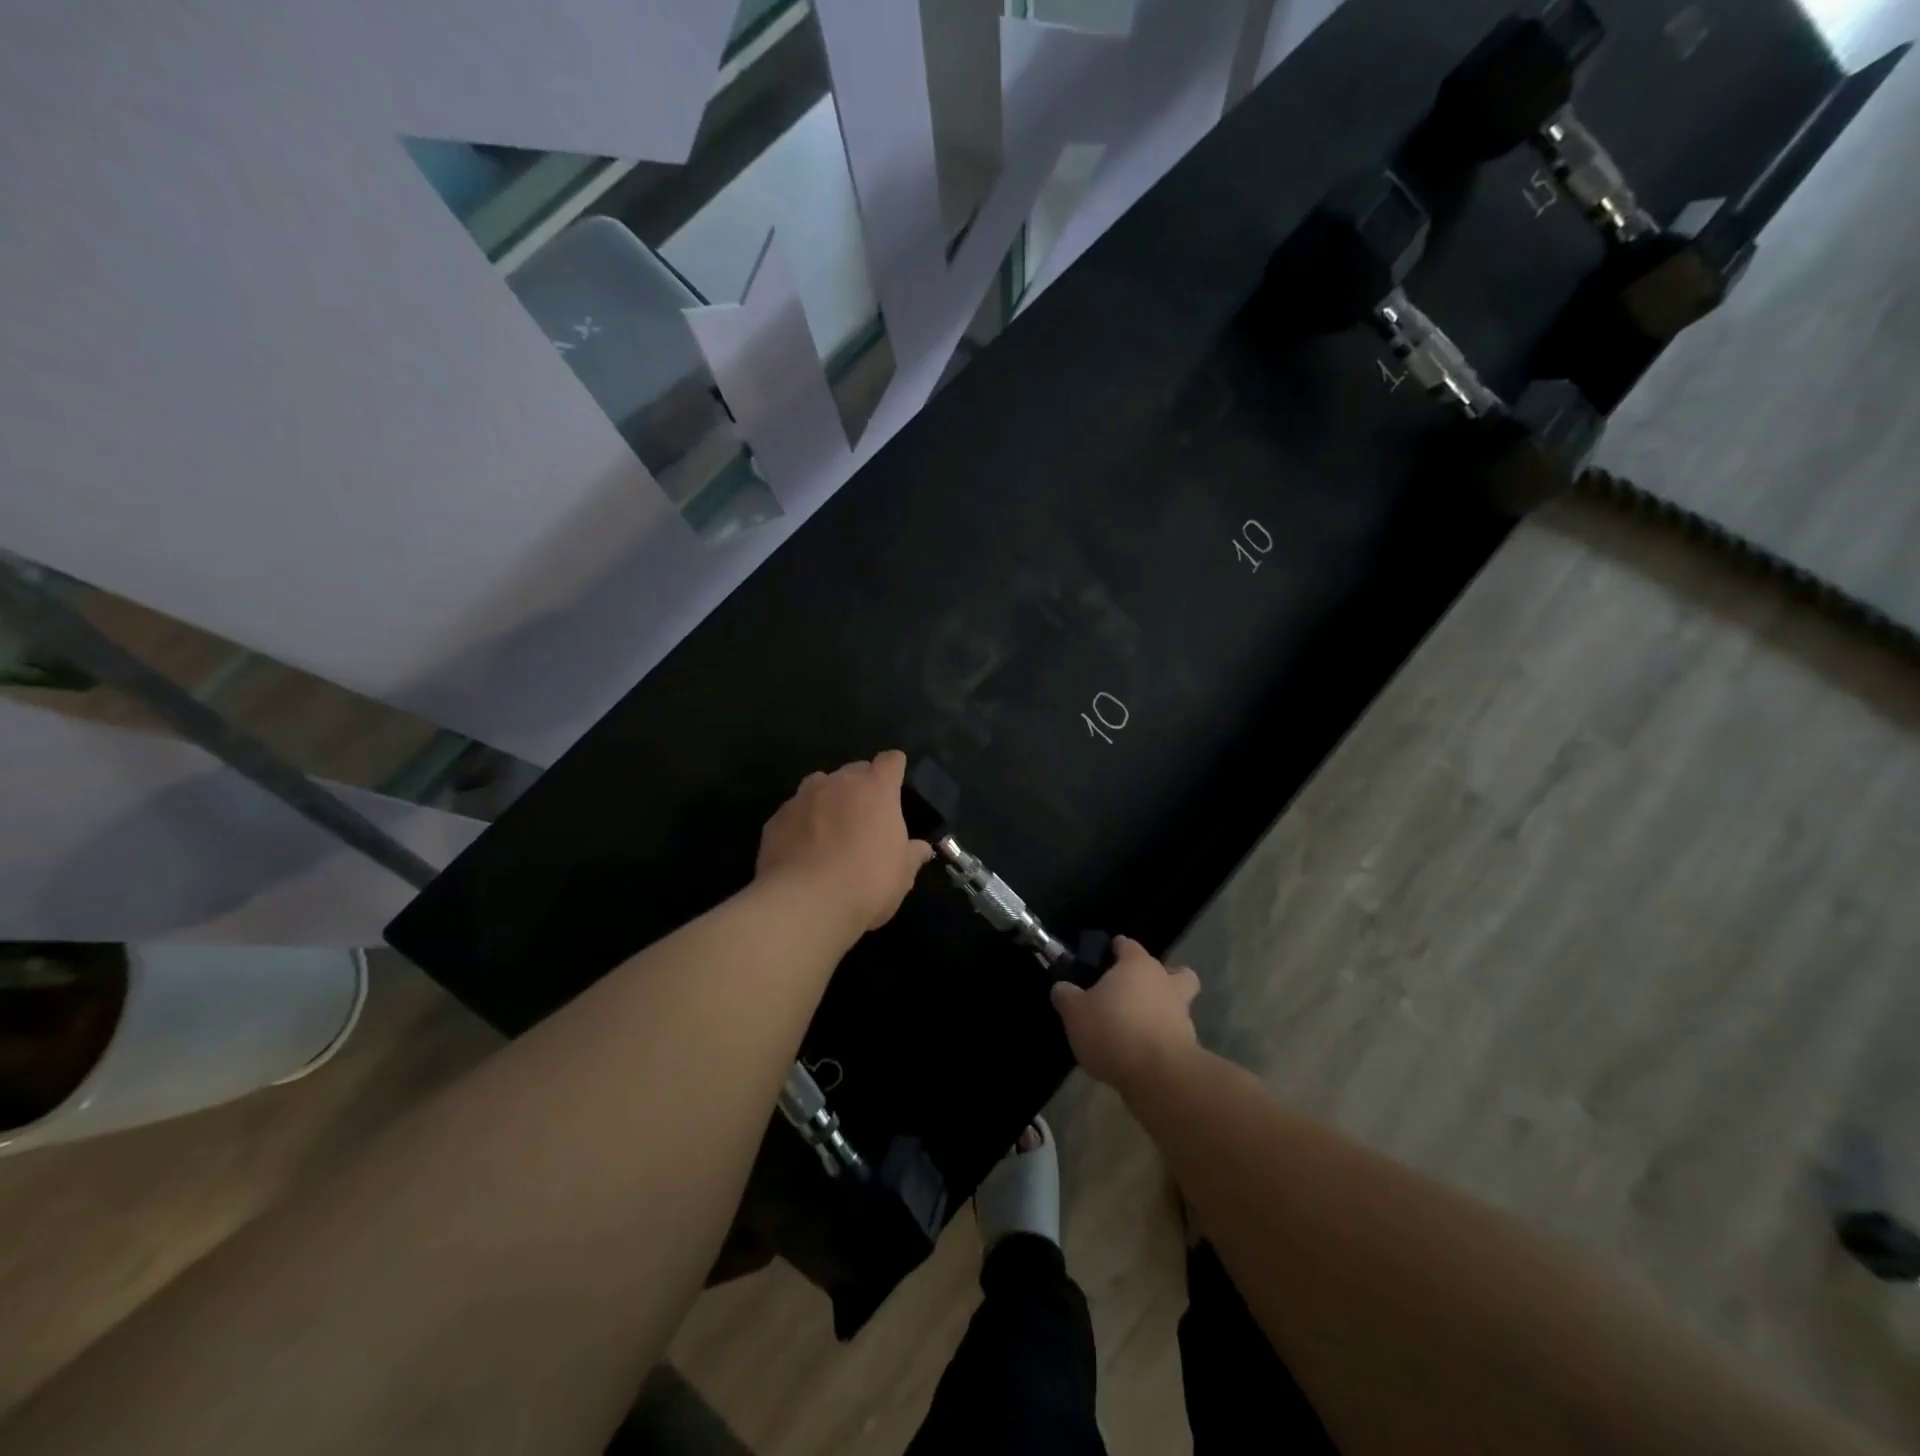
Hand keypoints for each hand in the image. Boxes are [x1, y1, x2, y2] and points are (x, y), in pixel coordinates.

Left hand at [756, 751, 933, 933]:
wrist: (805, 903)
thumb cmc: (867, 883)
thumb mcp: (902, 875)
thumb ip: (912, 855)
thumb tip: (921, 849)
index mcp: (876, 789)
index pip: (890, 761)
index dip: (894, 769)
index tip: (896, 783)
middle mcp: (838, 784)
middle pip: (854, 770)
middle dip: (861, 786)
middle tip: (865, 816)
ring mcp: (802, 798)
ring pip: (819, 785)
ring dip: (828, 799)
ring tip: (830, 828)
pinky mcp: (775, 820)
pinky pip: (794, 812)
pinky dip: (801, 823)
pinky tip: (802, 850)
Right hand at [1051, 937, 1199, 1094]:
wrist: (1158, 1075)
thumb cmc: (1112, 1030)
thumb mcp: (1075, 1012)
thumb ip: (1066, 996)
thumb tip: (1062, 988)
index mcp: (1137, 965)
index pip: (1129, 945)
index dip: (1117, 949)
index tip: (1106, 957)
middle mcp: (1165, 982)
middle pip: (1172, 970)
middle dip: (1159, 976)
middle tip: (1134, 991)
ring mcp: (1182, 1013)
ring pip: (1178, 1002)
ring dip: (1163, 1009)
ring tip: (1137, 1026)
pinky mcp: (1190, 1044)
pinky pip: (1176, 1032)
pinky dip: (1164, 1037)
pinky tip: (1144, 1052)